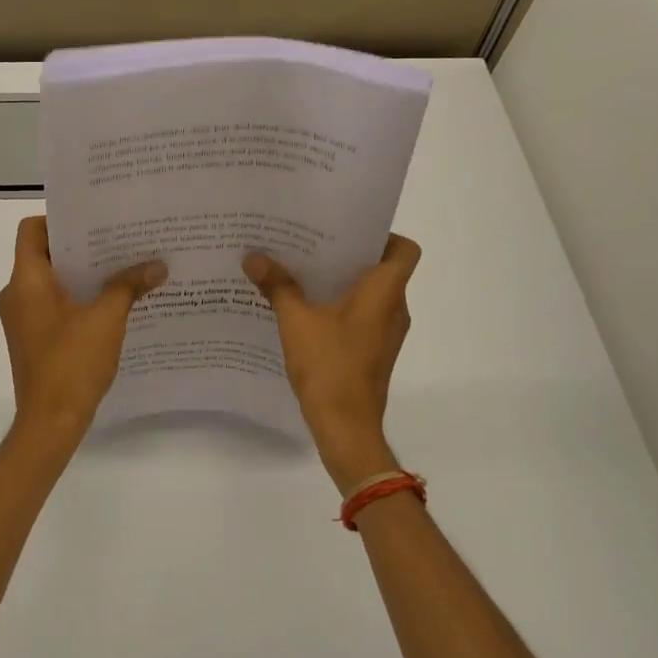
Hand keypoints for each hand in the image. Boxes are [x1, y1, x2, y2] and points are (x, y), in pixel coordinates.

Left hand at [0, 216, 166, 444]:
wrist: (50, 422)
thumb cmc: (72, 363)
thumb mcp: (107, 319)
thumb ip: (129, 286)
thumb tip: (157, 265)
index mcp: (26, 281)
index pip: (32, 230)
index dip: (60, 219)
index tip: (95, 220)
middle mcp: (17, 294)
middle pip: (45, 254)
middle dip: (82, 247)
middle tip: (120, 240)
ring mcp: (22, 318)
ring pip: (51, 282)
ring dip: (83, 274)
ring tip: (122, 268)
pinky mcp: (33, 338)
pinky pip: (53, 304)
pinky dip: (78, 298)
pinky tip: (111, 303)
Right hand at [244, 235, 420, 491]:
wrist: (346, 426)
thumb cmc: (329, 365)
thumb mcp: (295, 320)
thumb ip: (277, 285)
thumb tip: (253, 256)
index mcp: (385, 292)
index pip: (403, 249)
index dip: (382, 235)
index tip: (346, 231)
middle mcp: (394, 308)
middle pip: (382, 268)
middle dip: (348, 254)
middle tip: (311, 242)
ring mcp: (386, 333)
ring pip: (370, 294)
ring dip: (341, 281)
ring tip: (302, 271)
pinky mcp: (374, 351)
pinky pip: (361, 316)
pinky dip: (340, 306)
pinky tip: (305, 308)